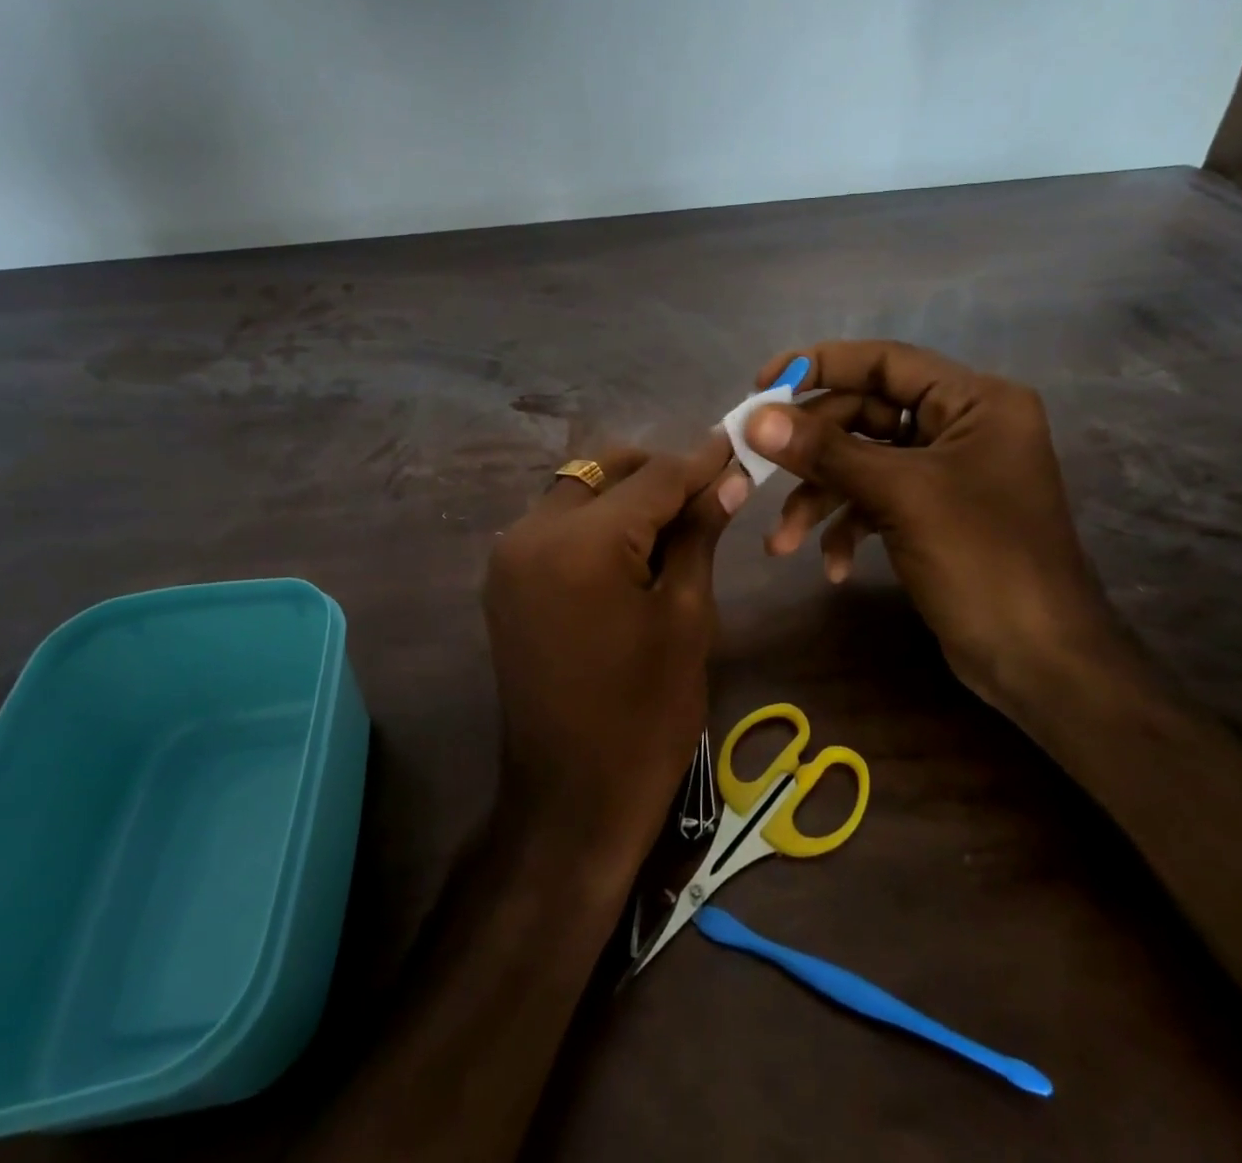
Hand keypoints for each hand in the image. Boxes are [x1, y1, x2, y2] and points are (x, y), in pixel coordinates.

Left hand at [484, 438, 748, 871]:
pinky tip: (632, 545)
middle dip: (658, 472)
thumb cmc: (646, 714)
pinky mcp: (504, 579)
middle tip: (709, 490)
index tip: (737, 445)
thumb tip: (727, 479)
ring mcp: (509, 556)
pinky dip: (596, 520)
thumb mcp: (686, 617)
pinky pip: (556, 523)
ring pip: (577, 490)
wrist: (572, 797)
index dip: (701, 461)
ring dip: (625, 493)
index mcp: (582, 543)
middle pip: (605, 470)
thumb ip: (698, 535)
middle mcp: (531, 533)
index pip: (654, 477)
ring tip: (676, 519)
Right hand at [744, 341, 1116, 700]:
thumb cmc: (982, 560)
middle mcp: (961, 426)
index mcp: (974, 401)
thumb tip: (755, 419)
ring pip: (863, 464)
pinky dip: (848, 528)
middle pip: (865, 416)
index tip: (762, 386)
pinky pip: (876, 502)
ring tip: (782, 544)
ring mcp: (946, 473)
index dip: (820, 365)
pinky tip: (833, 567)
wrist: (1039, 661)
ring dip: (820, 500)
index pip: (885, 361)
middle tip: (755, 470)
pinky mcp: (932, 514)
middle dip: (811, 453)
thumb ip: (825, 451)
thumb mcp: (899, 496)